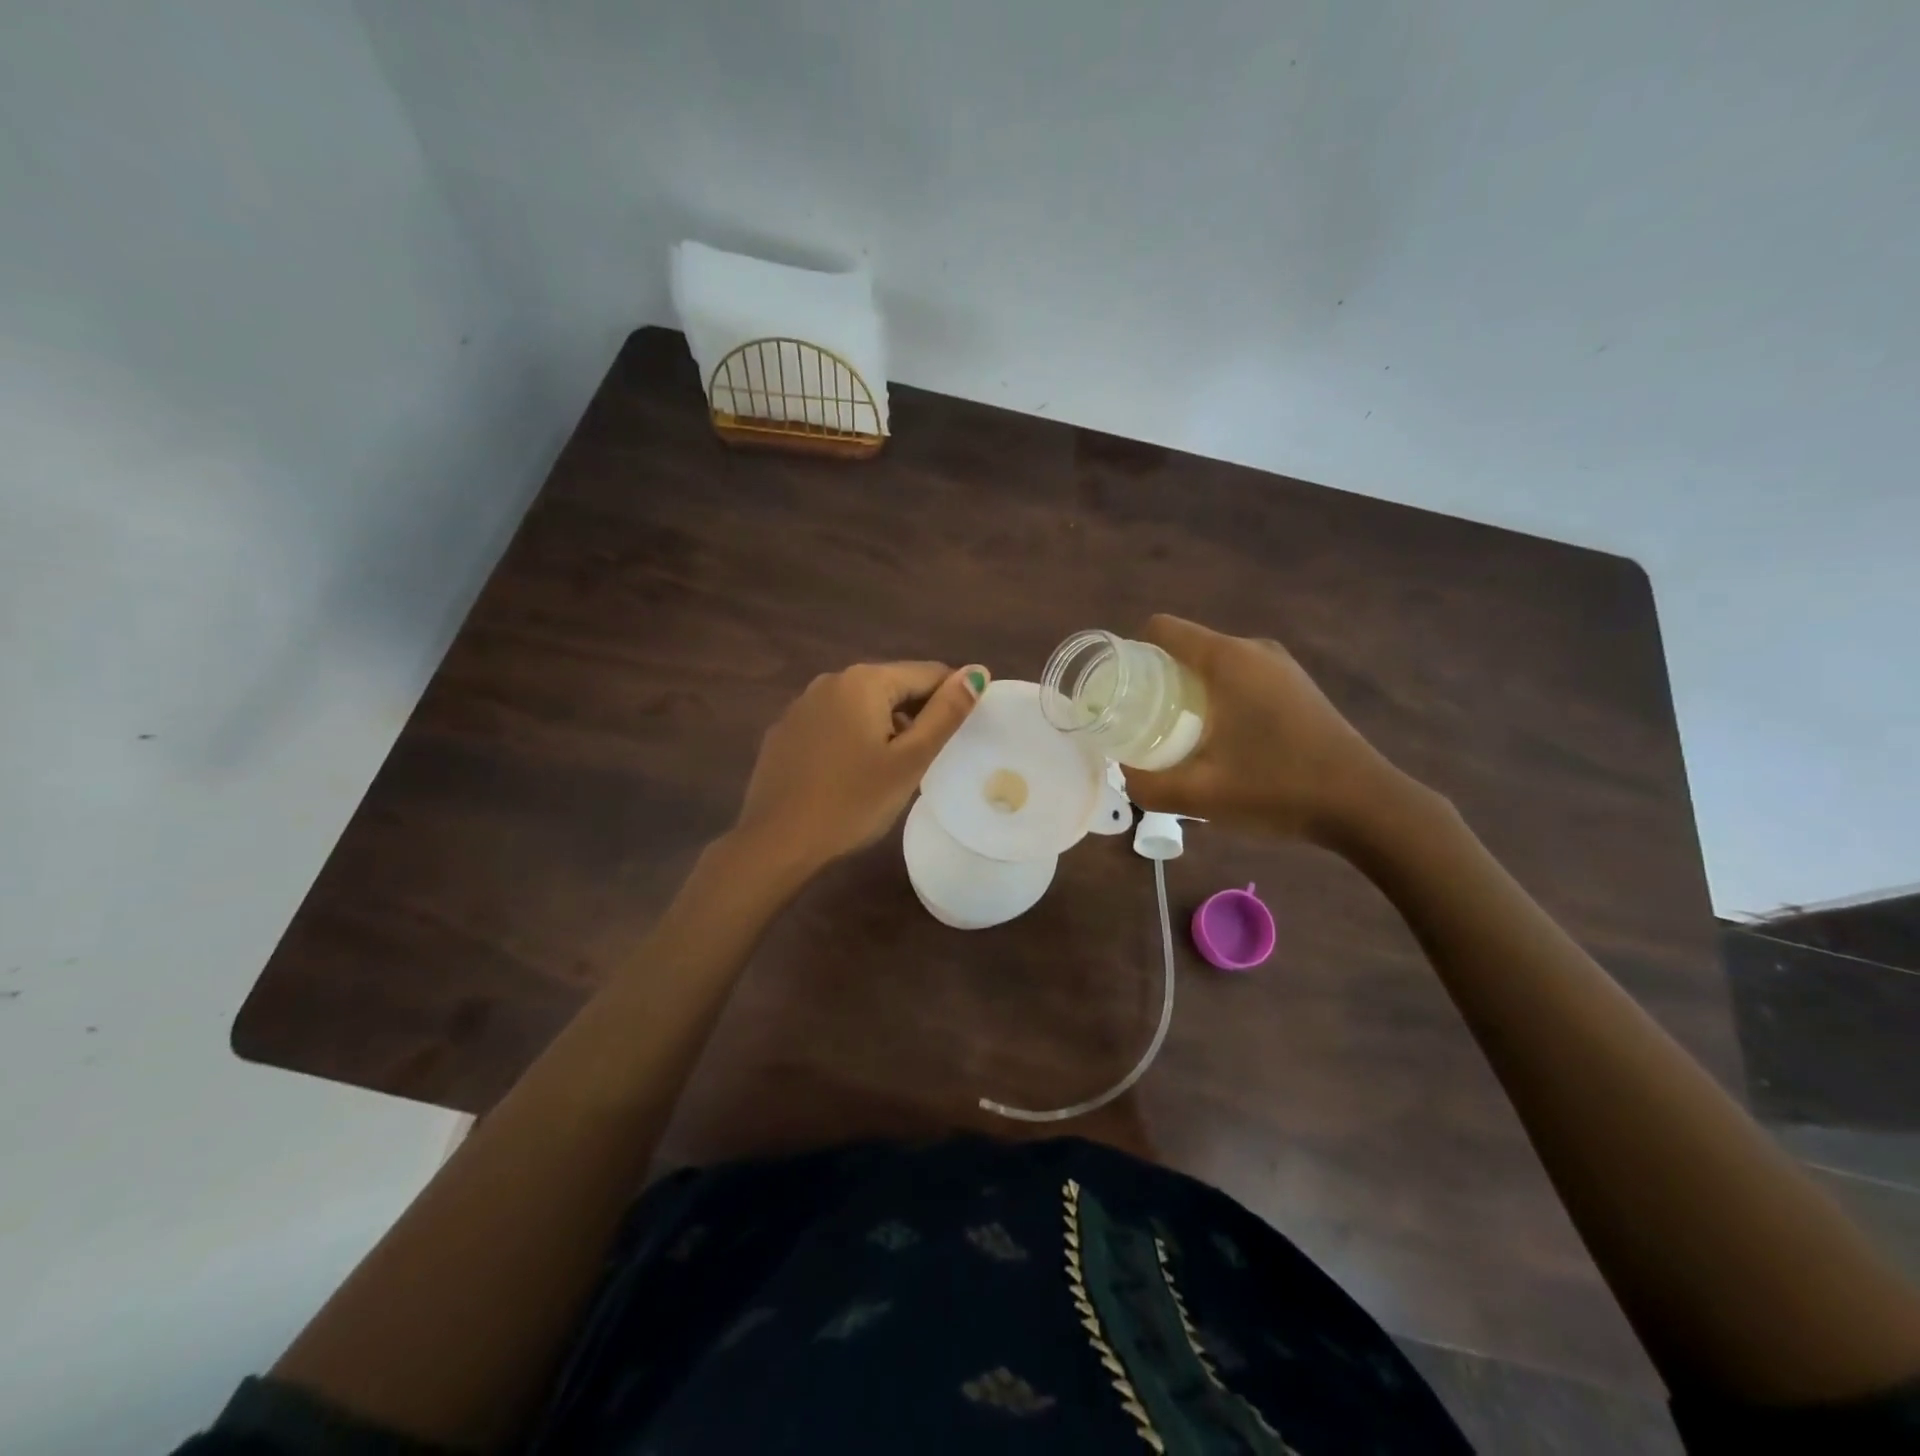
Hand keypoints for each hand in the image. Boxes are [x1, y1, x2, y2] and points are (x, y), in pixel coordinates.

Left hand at [733, 661, 987, 872]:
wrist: (777, 842)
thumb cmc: (853, 802)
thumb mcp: (909, 760)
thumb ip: (945, 714)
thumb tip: (977, 672)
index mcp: (864, 681)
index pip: (927, 673)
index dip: (951, 700)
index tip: (959, 735)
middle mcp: (830, 681)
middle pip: (892, 686)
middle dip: (915, 715)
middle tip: (925, 760)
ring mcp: (801, 705)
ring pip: (861, 705)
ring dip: (884, 727)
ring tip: (891, 771)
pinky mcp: (785, 731)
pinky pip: (833, 723)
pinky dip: (852, 738)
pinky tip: (850, 774)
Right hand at [1125, 615, 1403, 841]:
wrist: (1365, 805)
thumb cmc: (1278, 789)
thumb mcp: (1200, 795)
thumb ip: (1147, 786)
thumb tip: (1124, 774)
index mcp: (1228, 659)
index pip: (1161, 630)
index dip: (1130, 654)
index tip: (1119, 694)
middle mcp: (1253, 650)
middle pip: (1185, 647)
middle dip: (1155, 679)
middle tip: (1139, 723)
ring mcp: (1280, 666)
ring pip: (1213, 664)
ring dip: (1187, 691)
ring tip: (1174, 735)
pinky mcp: (1295, 687)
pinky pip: (1239, 678)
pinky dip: (1216, 698)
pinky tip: (1218, 740)